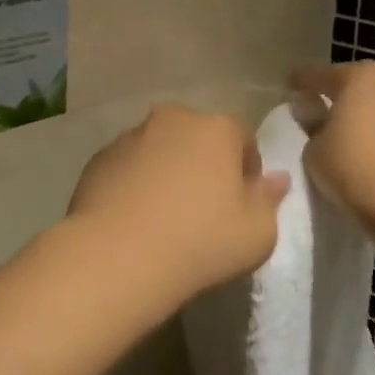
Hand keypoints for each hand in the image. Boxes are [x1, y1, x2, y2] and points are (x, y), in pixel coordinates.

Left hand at [66, 105, 289, 295]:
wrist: (117, 256)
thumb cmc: (200, 241)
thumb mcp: (257, 232)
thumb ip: (269, 199)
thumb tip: (276, 179)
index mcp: (216, 128)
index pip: (243, 137)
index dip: (247, 169)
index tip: (242, 202)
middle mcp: (172, 119)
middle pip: (198, 137)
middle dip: (205, 163)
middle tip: (204, 207)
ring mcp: (130, 136)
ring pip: (160, 148)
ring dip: (168, 170)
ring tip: (165, 215)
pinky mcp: (99, 158)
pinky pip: (129, 165)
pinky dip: (136, 181)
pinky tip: (135, 217)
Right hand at [289, 61, 374, 227]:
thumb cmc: (353, 166)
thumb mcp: (314, 149)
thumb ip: (310, 126)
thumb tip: (313, 116)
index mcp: (359, 75)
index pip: (319, 75)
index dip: (300, 81)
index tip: (288, 86)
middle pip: (353, 84)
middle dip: (335, 95)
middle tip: (316, 110)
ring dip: (361, 113)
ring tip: (343, 132)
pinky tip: (367, 147)